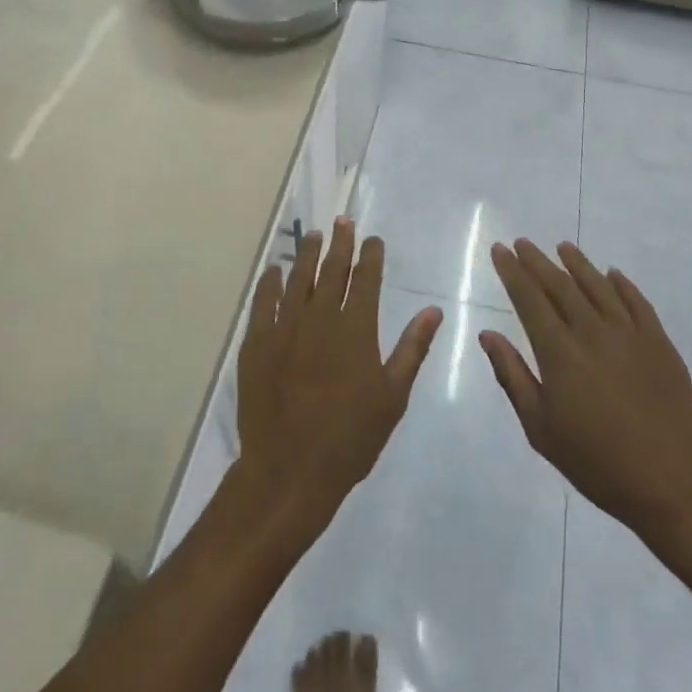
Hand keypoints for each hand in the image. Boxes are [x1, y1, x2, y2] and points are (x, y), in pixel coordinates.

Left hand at [236, 217, 442, 537]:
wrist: (290, 470)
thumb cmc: (350, 438)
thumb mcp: (392, 396)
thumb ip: (412, 348)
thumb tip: (433, 310)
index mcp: (355, 329)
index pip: (366, 279)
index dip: (370, 255)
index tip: (373, 239)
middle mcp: (320, 318)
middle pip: (332, 270)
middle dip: (340, 242)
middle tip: (343, 221)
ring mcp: (285, 327)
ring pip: (298, 279)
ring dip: (307, 254)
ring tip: (314, 235)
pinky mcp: (257, 342)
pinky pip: (264, 301)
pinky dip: (270, 282)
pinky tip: (275, 270)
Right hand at [480, 239, 691, 543]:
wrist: (675, 487)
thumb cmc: (598, 463)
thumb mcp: (541, 429)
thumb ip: (512, 376)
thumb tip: (488, 335)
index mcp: (559, 352)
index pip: (529, 298)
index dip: (512, 272)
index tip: (500, 250)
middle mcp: (592, 332)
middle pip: (560, 285)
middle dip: (537, 261)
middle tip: (522, 243)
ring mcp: (630, 334)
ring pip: (598, 286)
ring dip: (577, 263)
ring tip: (563, 247)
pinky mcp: (660, 344)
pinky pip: (637, 302)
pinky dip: (621, 284)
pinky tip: (612, 274)